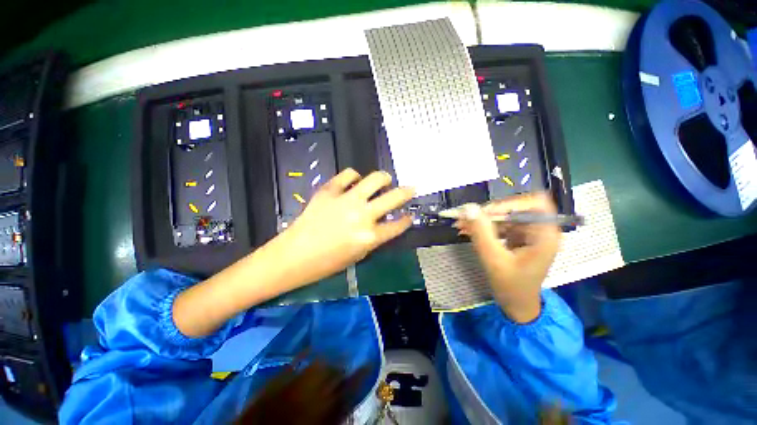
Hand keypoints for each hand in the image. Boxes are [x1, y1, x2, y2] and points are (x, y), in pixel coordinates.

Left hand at [279, 168, 414, 283]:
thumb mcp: (358, 255)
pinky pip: (348, 175)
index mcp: (370, 237)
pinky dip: (354, 177)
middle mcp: (363, 216)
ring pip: (375, 178)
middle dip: (407, 192)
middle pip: (394, 197)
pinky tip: (354, 182)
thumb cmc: (327, 263)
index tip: (409, 215)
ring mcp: (346, 200)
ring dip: (384, 178)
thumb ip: (375, 238)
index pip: (398, 225)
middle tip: (410, 189)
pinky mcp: (329, 190)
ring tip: (384, 180)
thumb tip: (384, 223)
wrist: (294, 255)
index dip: (407, 219)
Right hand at [456, 193, 560, 322]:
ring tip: (462, 225)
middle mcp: (539, 230)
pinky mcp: (517, 237)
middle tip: (465, 218)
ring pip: (504, 216)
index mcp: (545, 235)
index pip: (535, 203)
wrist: (517, 306)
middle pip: (515, 209)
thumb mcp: (494, 260)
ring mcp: (528, 233)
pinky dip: (483, 227)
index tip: (486, 212)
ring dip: (482, 219)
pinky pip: (499, 225)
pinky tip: (468, 231)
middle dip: (489, 212)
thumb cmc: (512, 287)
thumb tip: (468, 208)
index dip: (510, 203)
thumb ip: (481, 233)